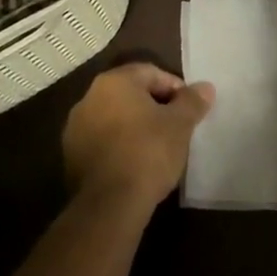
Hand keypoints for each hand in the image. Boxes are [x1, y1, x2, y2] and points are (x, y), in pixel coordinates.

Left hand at [62, 63, 214, 211]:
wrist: (110, 203)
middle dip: (155, 106)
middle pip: (130, 94)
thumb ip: (192, 101)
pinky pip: (103, 140)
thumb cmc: (148, 152)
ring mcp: (75, 128)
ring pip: (115, 117)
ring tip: (158, 146)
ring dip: (136, 126)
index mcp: (114, 82)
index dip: (176, 88)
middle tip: (177, 126)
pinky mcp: (71, 155)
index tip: (190, 109)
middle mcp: (88, 98)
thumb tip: (204, 87)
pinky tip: (136, 162)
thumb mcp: (180, 124)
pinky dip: (120, 144)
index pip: (151, 72)